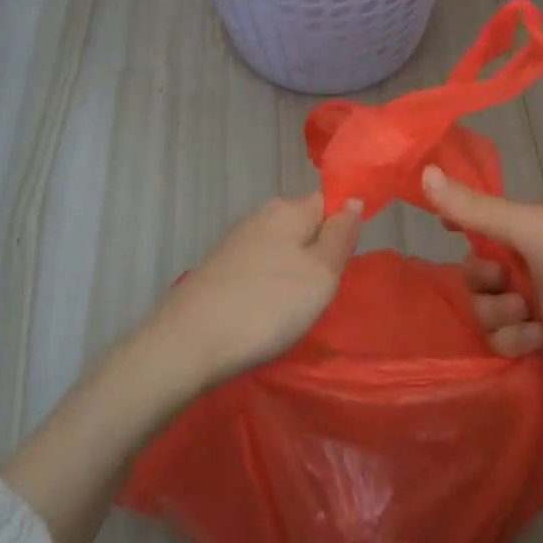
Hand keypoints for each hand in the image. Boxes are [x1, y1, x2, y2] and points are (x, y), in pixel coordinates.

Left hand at [144, 193, 362, 387]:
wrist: (189, 343)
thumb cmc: (268, 306)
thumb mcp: (322, 273)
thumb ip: (341, 235)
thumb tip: (353, 199)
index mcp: (290, 209)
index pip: (329, 201)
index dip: (342, 228)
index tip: (343, 265)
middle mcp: (262, 215)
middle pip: (304, 225)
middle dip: (318, 252)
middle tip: (322, 294)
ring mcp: (236, 241)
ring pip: (281, 248)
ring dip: (292, 272)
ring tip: (293, 310)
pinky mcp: (218, 268)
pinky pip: (258, 268)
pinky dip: (267, 286)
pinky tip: (264, 313)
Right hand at [422, 165, 542, 399]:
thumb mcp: (529, 230)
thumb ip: (476, 208)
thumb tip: (424, 172)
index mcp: (521, 229)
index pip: (474, 220)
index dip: (456, 225)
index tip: (445, 232)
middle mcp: (522, 263)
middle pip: (471, 274)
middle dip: (483, 284)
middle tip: (507, 285)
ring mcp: (529, 304)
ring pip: (482, 311)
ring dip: (500, 316)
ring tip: (531, 318)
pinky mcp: (536, 342)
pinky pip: (499, 341)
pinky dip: (515, 341)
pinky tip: (540, 340)